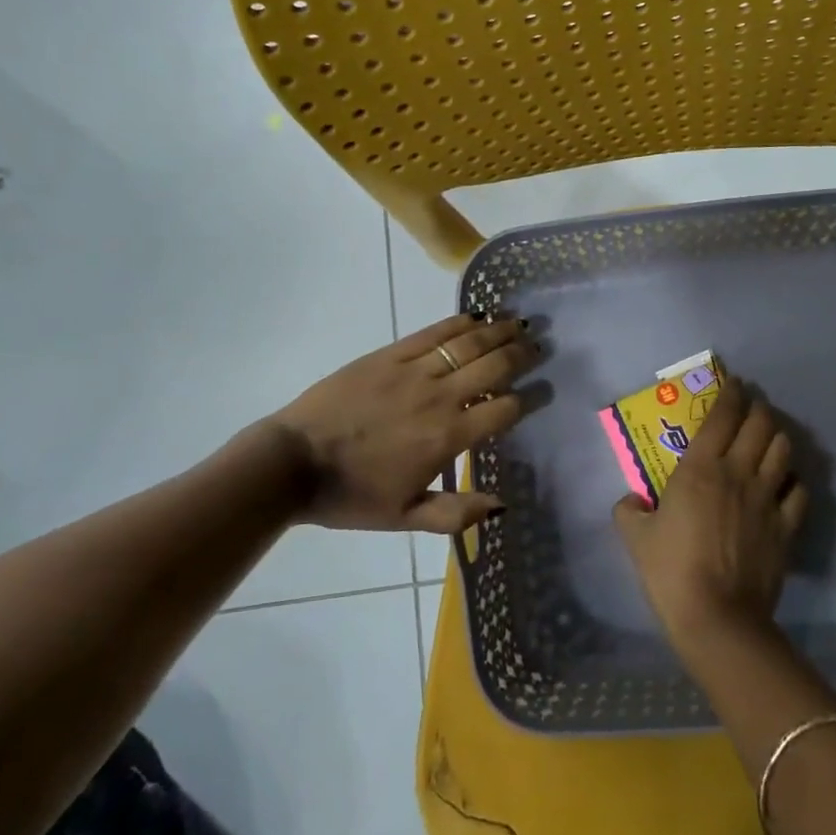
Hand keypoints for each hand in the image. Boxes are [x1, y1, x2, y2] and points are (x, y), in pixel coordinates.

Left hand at [270, 315, 540, 533]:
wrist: (293, 462)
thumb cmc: (351, 495)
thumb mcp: (406, 517)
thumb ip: (456, 513)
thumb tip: (502, 505)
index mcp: (447, 437)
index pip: (502, 410)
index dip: (528, 399)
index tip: (543, 391)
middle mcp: (438, 397)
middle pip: (492, 368)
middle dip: (520, 355)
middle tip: (538, 346)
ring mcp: (413, 371)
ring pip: (466, 344)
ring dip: (497, 331)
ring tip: (518, 324)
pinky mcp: (388, 355)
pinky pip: (432, 334)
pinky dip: (457, 323)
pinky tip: (474, 317)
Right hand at [613, 377, 808, 647]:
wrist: (718, 618)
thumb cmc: (671, 570)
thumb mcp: (635, 538)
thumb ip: (629, 511)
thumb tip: (631, 502)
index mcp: (700, 468)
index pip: (722, 416)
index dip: (731, 394)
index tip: (734, 384)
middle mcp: (738, 473)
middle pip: (760, 424)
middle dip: (757, 408)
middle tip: (751, 407)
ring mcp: (767, 499)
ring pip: (783, 450)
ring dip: (777, 436)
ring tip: (769, 438)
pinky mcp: (786, 527)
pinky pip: (799, 491)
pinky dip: (793, 480)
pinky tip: (785, 483)